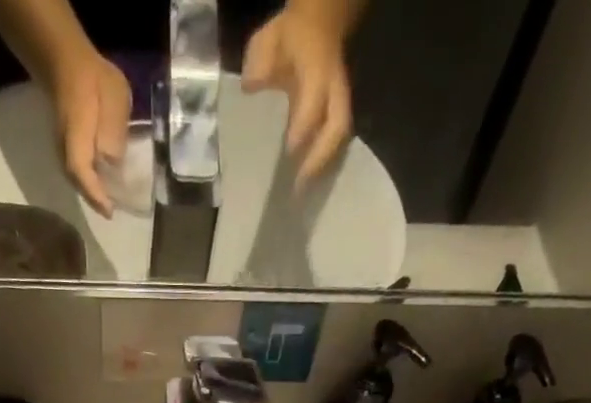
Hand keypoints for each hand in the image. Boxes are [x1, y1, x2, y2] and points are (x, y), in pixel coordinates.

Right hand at [42, 46, 130, 215]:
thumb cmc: (94, 78)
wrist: (67, 63)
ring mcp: (63, 150)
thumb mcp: (114, 96)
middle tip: (112, 210)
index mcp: (77, 137)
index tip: (110, 212)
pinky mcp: (67, 148)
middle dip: (95, 199)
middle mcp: (65, 150)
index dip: (96, 195)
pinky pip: (79, 171)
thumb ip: (115, 129)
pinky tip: (102, 182)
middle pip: (79, 184)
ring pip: (78, 179)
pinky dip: (90, 181)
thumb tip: (113, 160)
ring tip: (109, 200)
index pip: (82, 174)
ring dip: (92, 192)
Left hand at [244, 2, 354, 182]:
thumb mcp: (269, 42)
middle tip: (300, 186)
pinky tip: (307, 183)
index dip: (303, 128)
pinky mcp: (336, 115)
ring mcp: (338, 103)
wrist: (318, 22)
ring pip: (338, 138)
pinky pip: (334, 141)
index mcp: (317, 70)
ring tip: (304, 193)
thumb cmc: (290, 37)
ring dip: (322, 166)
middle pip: (336, 128)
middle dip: (319, 158)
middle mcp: (333, 90)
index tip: (289, 151)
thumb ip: (260, 65)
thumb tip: (251, 87)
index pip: (312, 104)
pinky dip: (322, 162)